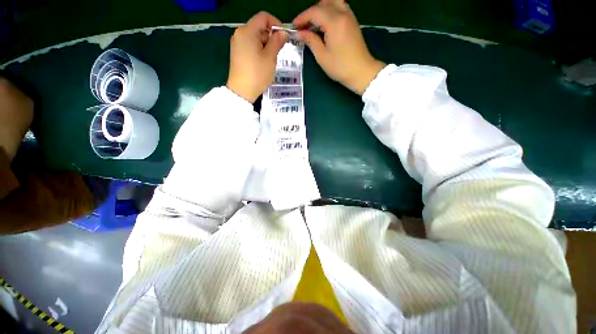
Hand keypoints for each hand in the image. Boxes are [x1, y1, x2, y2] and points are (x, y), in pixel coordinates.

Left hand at [227, 12, 288, 102]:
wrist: (241, 91)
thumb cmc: (257, 74)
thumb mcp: (270, 58)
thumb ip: (277, 42)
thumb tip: (283, 33)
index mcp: (247, 31)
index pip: (263, 17)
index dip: (276, 23)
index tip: (283, 36)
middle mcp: (240, 33)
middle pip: (259, 27)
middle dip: (271, 36)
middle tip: (279, 50)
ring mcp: (237, 43)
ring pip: (255, 37)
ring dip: (266, 44)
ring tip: (272, 59)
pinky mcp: (237, 52)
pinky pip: (250, 45)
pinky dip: (259, 49)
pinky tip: (264, 61)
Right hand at [293, 0, 384, 94]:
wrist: (361, 72)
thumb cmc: (340, 67)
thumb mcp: (322, 56)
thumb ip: (311, 41)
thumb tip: (300, 33)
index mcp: (334, 22)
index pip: (314, 12)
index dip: (302, 18)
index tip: (294, 27)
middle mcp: (343, 14)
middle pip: (323, 3)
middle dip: (311, 13)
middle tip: (304, 27)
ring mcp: (350, 16)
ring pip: (333, 2)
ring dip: (321, 10)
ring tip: (315, 25)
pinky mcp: (353, 21)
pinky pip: (340, 8)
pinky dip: (330, 12)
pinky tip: (326, 25)